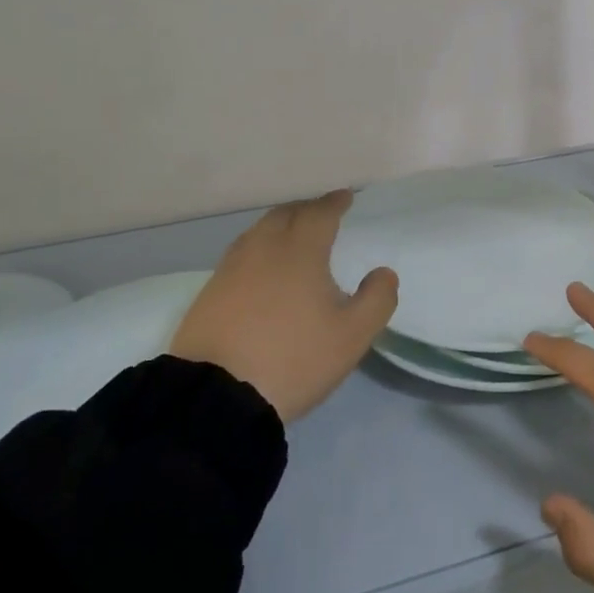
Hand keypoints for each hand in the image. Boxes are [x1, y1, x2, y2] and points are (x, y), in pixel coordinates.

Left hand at [169, 190, 398, 423]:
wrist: (216, 395)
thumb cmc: (293, 358)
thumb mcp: (352, 336)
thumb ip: (377, 299)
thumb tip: (384, 272)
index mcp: (301, 251)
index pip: (320, 214)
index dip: (334, 203)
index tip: (345, 197)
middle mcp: (263, 249)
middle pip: (285, 214)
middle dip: (306, 209)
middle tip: (321, 213)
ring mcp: (231, 269)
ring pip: (259, 232)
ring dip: (280, 225)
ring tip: (293, 236)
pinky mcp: (209, 292)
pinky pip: (240, 254)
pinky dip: (258, 248)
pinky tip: (262, 268)